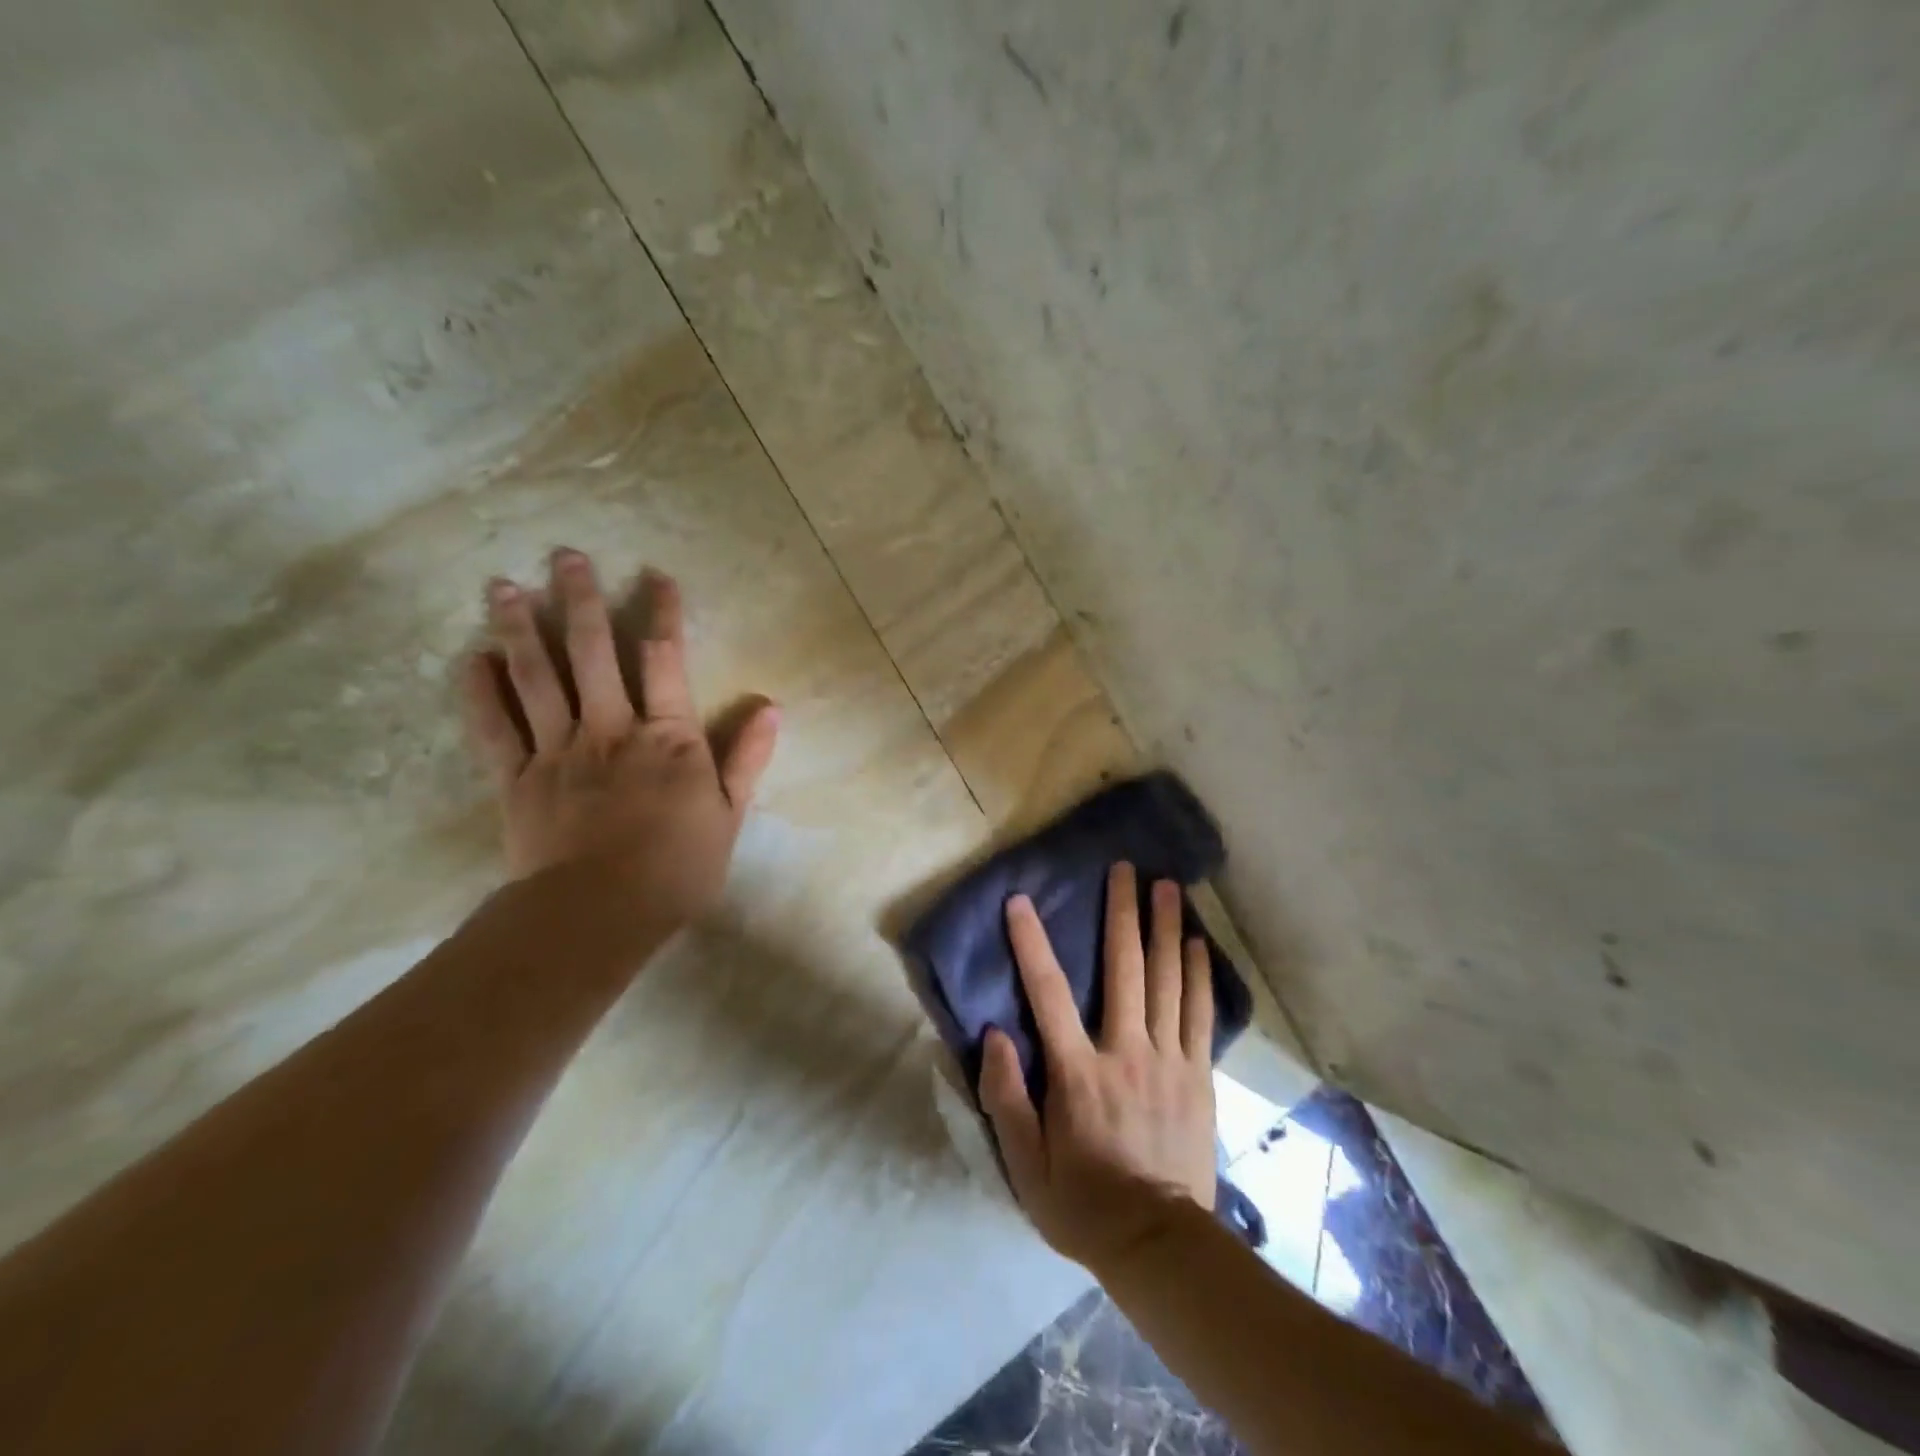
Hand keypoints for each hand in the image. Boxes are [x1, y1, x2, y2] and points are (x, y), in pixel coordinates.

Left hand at [461, 549, 779, 925]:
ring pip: (536, 677)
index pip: (665, 661)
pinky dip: (479, 690)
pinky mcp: (516, 778)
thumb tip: (770, 707)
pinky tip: (471, 656)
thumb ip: (746, 758)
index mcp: (666, 737)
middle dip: (580, 600)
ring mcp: (557, 750)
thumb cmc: (676, 867)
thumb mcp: (728, 815)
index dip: (663, 614)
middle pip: (591, 653)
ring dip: (519, 628)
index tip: (656, 576)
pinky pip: (494, 726)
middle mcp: (610, 729)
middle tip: (565, 555)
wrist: (599, 914)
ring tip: (501, 585)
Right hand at [978, 862, 1217, 1272]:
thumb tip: (993, 1035)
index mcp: (1078, 1072)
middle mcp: (1125, 1052)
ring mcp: (1168, 1061)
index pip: (1048, 993)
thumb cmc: (1081, 1203)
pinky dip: (1199, 974)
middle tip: (1126, 869)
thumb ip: (1005, 1097)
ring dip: (1167, 929)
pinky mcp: (1198, 1076)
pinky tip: (1199, 943)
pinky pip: (1199, 1014)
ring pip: (1168, 981)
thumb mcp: (1024, 1164)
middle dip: (1122, 913)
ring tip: (1169, 886)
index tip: (1020, 901)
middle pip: (1124, 969)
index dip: (1031, 943)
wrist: (1159, 1246)